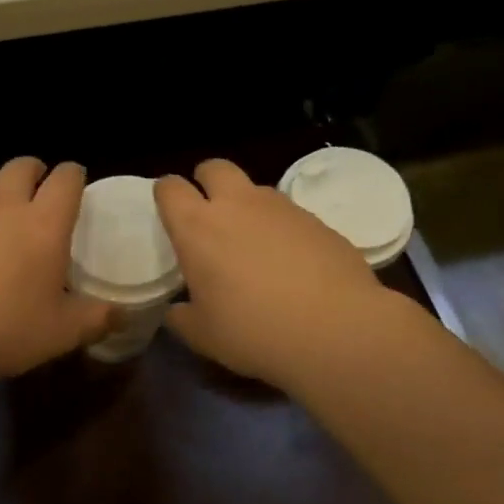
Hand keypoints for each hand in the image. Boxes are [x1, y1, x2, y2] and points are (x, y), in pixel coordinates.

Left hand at [0, 158, 113, 381]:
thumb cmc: (3, 331)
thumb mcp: (61, 334)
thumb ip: (96, 319)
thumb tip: (121, 314)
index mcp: (43, 224)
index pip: (66, 178)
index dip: (73, 175)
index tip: (75, 184)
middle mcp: (1, 205)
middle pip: (20, 166)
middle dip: (32, 172)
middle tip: (35, 192)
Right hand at [155, 159, 400, 387]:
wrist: (336, 329)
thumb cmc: (255, 331)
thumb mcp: (204, 336)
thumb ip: (183, 317)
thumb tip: (178, 311)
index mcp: (198, 228)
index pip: (170, 188)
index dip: (167, 196)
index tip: (171, 216)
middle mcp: (238, 205)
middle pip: (214, 167)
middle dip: (207, 182)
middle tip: (211, 216)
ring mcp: (282, 207)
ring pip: (255, 189)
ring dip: (247, 206)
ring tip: (254, 247)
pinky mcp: (318, 219)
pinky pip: (289, 214)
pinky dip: (282, 229)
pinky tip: (292, 264)